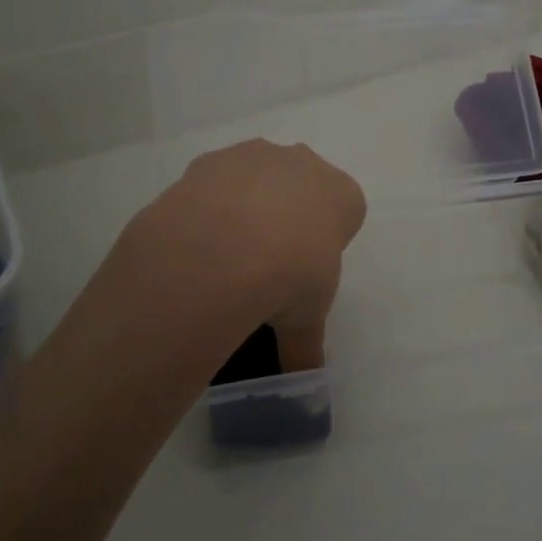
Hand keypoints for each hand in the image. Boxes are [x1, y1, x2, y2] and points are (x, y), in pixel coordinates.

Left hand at [116, 139, 366, 373]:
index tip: (305, 271)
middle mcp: (303, 163)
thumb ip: (307, 345)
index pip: (344, 210)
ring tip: (224, 257)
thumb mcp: (306, 321)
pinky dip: (208, 206)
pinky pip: (214, 183)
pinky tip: (196, 242)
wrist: (224, 249)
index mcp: (342, 195)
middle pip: (300, 186)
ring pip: (256, 178)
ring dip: (245, 207)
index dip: (325, 241)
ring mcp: (255, 156)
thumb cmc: (290, 277)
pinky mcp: (211, 160)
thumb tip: (303, 383)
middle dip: (287, 216)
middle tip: (266, 263)